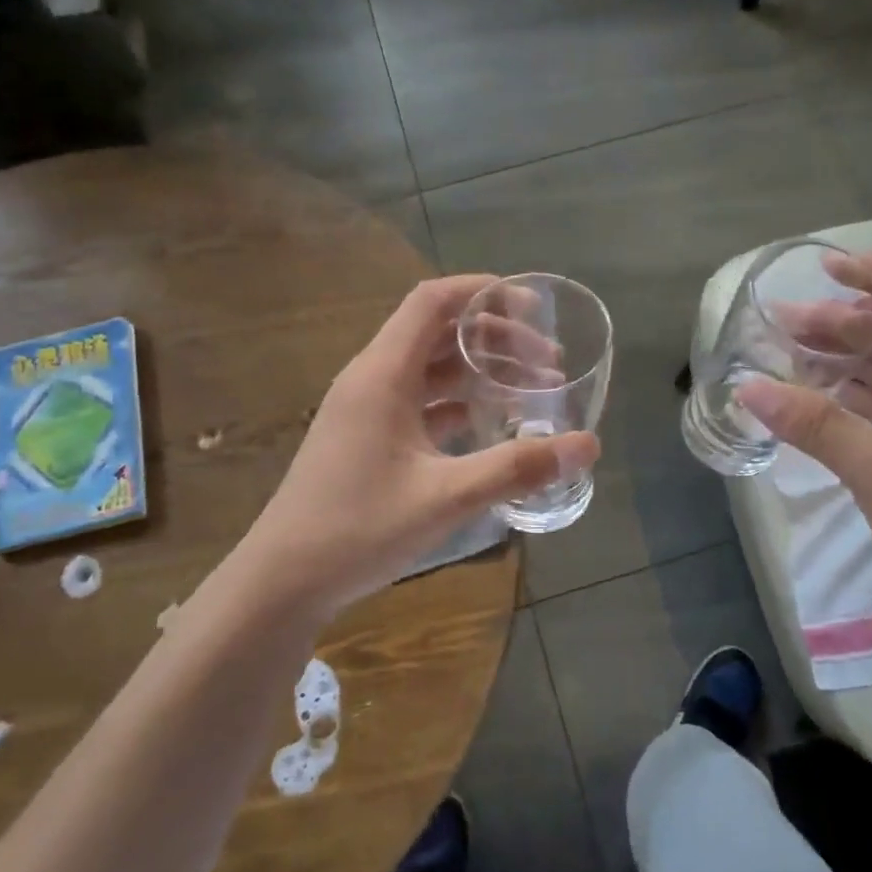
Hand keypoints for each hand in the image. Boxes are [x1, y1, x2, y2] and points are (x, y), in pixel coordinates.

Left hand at [240, 275, 598, 614]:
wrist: (284, 581)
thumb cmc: (358, 529)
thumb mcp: (446, 497)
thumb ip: (517, 467)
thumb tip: (587, 444)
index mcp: (383, 374)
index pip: (432, 302)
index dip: (482, 291)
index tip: (532, 305)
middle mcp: (373, 380)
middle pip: (438, 333)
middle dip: (495, 336)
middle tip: (548, 360)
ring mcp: (368, 411)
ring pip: (431, 370)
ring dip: (479, 371)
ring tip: (531, 388)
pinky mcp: (369, 439)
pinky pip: (421, 403)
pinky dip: (459, 403)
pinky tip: (492, 424)